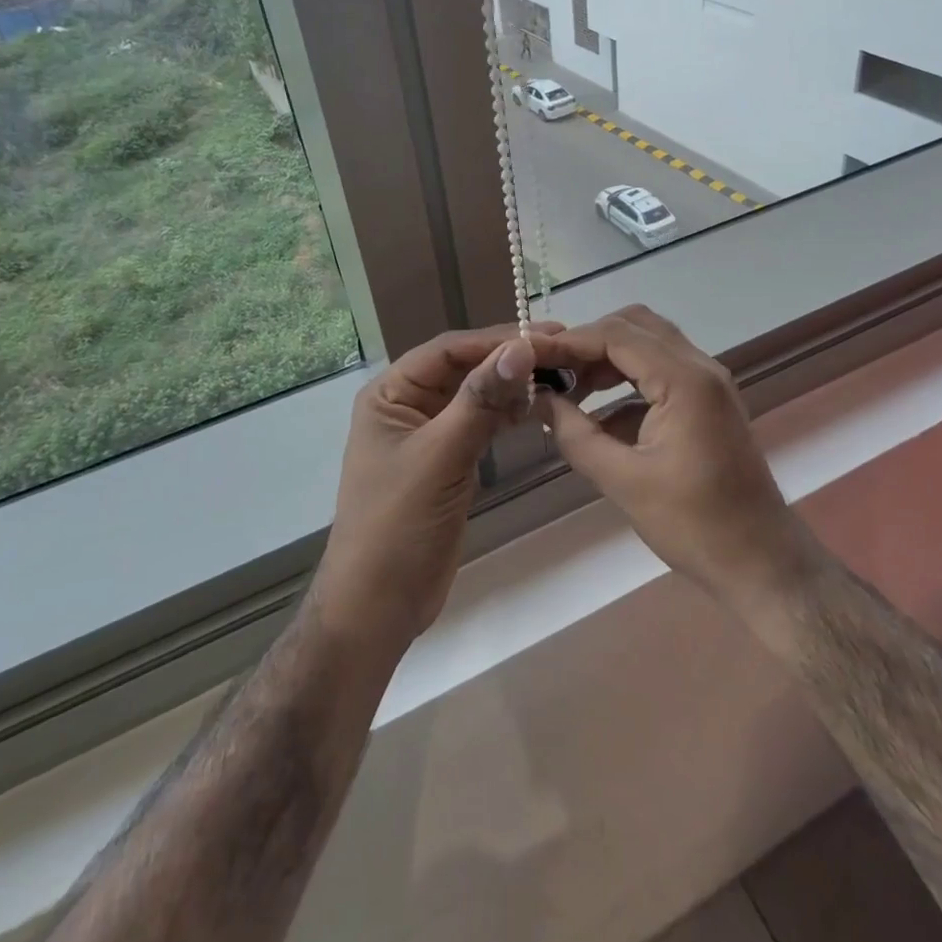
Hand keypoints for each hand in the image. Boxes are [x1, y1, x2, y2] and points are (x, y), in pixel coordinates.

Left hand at [314, 323, 556, 650]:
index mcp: (390, 394)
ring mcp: (428, 433)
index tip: (545, 335)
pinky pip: (480, 423)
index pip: (449, 350)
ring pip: (475, 394)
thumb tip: (520, 348)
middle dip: (508, 358)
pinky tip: (537, 406)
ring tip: (558, 373)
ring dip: (511, 384)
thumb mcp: (439, 456)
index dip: (496, 339)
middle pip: (464, 367)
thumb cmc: (397, 524)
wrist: (379, 605)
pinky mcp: (448, 460)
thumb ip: (480, 400)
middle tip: (562, 350)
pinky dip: (507, 413)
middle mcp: (407, 405)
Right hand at [535, 306, 812, 609]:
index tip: (530, 356)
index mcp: (685, 380)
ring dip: (608, 359)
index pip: (617, 335)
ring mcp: (708, 383)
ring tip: (568, 389)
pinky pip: (661, 371)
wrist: (761, 562)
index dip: (569, 341)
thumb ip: (576, 435)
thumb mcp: (624, 482)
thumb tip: (539, 401)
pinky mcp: (707, 402)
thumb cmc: (695, 525)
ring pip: (649, 345)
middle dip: (589, 342)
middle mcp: (701, 368)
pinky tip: (599, 415)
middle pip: (635, 326)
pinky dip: (627, 381)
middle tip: (552, 370)